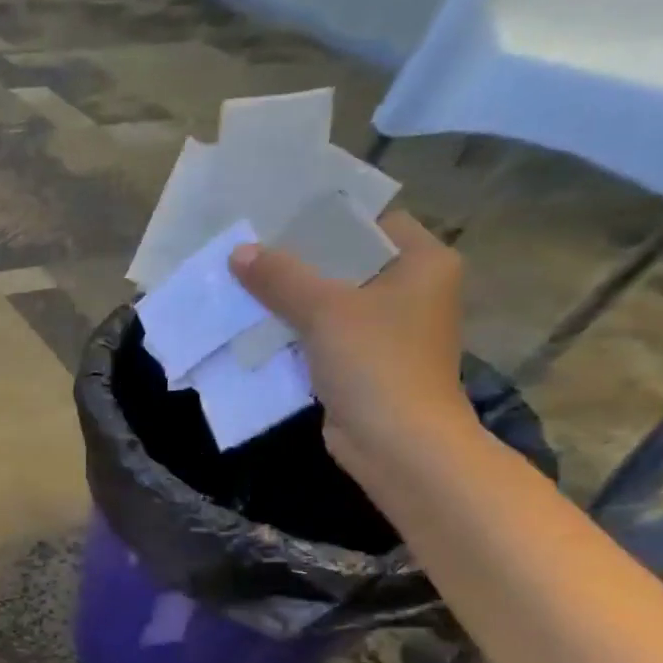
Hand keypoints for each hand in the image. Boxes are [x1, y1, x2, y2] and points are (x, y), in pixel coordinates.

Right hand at [230, 210, 477, 476]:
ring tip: (244, 284)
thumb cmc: (376, 363)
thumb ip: (281, 277)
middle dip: (298, 262)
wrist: (396, 443)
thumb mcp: (324, 310)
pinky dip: (295, 332)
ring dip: (291, 299)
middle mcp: (412, 291)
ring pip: (331, 302)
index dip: (326, 220)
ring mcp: (388, 331)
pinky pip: (324, 336)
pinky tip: (256, 326)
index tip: (279, 219)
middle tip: (250, 251)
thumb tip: (239, 252)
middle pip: (347, 264)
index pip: (373, 223)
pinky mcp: (364, 363)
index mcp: (423, 263)